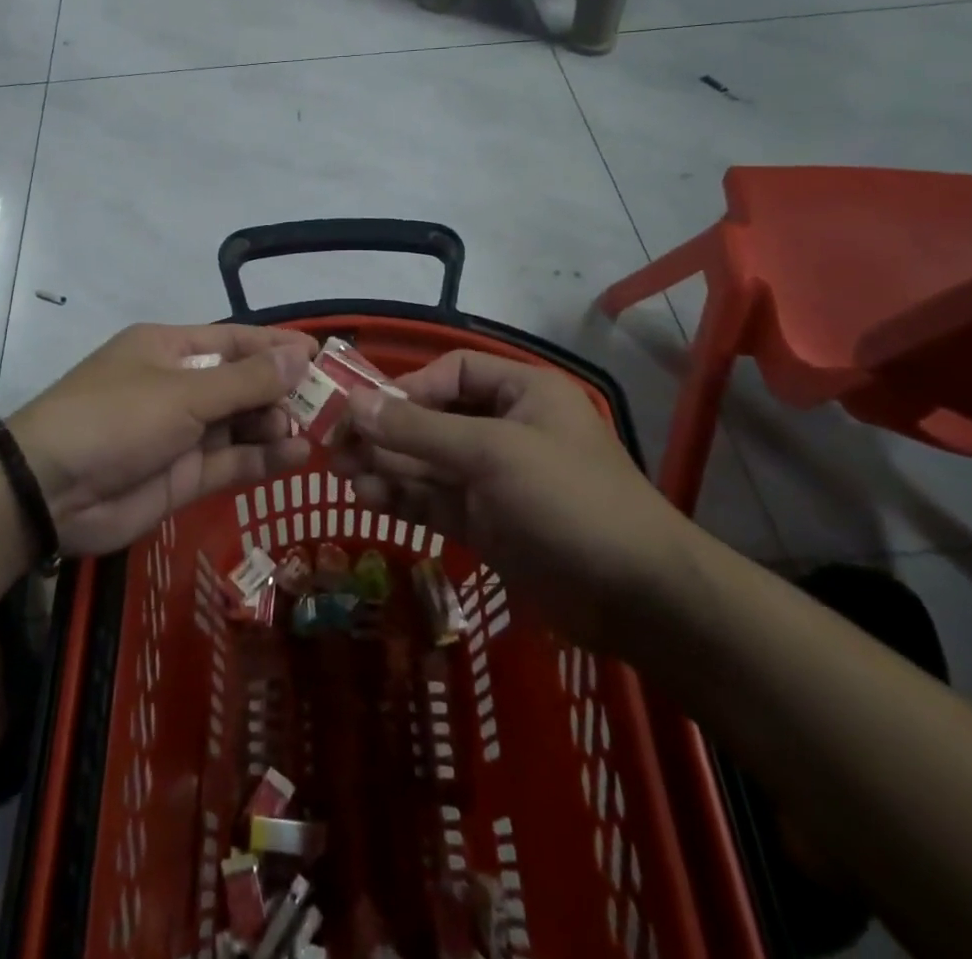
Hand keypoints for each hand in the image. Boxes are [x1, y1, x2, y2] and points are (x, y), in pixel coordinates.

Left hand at [11, 324, 316, 557]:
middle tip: (327, 403)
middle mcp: (179, 386)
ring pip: (241, 424)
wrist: (50, 490)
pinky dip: (263, 458)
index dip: (277, 346)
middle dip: (282, 391)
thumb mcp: (183, 392)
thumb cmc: (116, 417)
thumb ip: (244, 380)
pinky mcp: (184, 476)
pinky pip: (232, 461)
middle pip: (242, 383)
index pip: (235, 340)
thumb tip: (300, 356)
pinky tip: (296, 456)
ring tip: (312, 431)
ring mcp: (182, 433)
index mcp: (171, 349)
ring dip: (276, 425)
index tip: (321, 354)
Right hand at [329, 350, 688, 648]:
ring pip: (427, 461)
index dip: (407, 387)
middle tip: (336, 447)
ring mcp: (493, 478)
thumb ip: (420, 429)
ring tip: (342, 476)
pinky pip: (434, 498)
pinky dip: (402, 497)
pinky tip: (368, 498)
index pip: (452, 373)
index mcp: (521, 392)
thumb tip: (356, 402)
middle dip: (386, 431)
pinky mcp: (485, 521)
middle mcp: (504, 427)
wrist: (635, 598)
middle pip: (432, 417)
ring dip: (386, 465)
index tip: (365, 411)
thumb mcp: (492, 453)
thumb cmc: (569, 500)